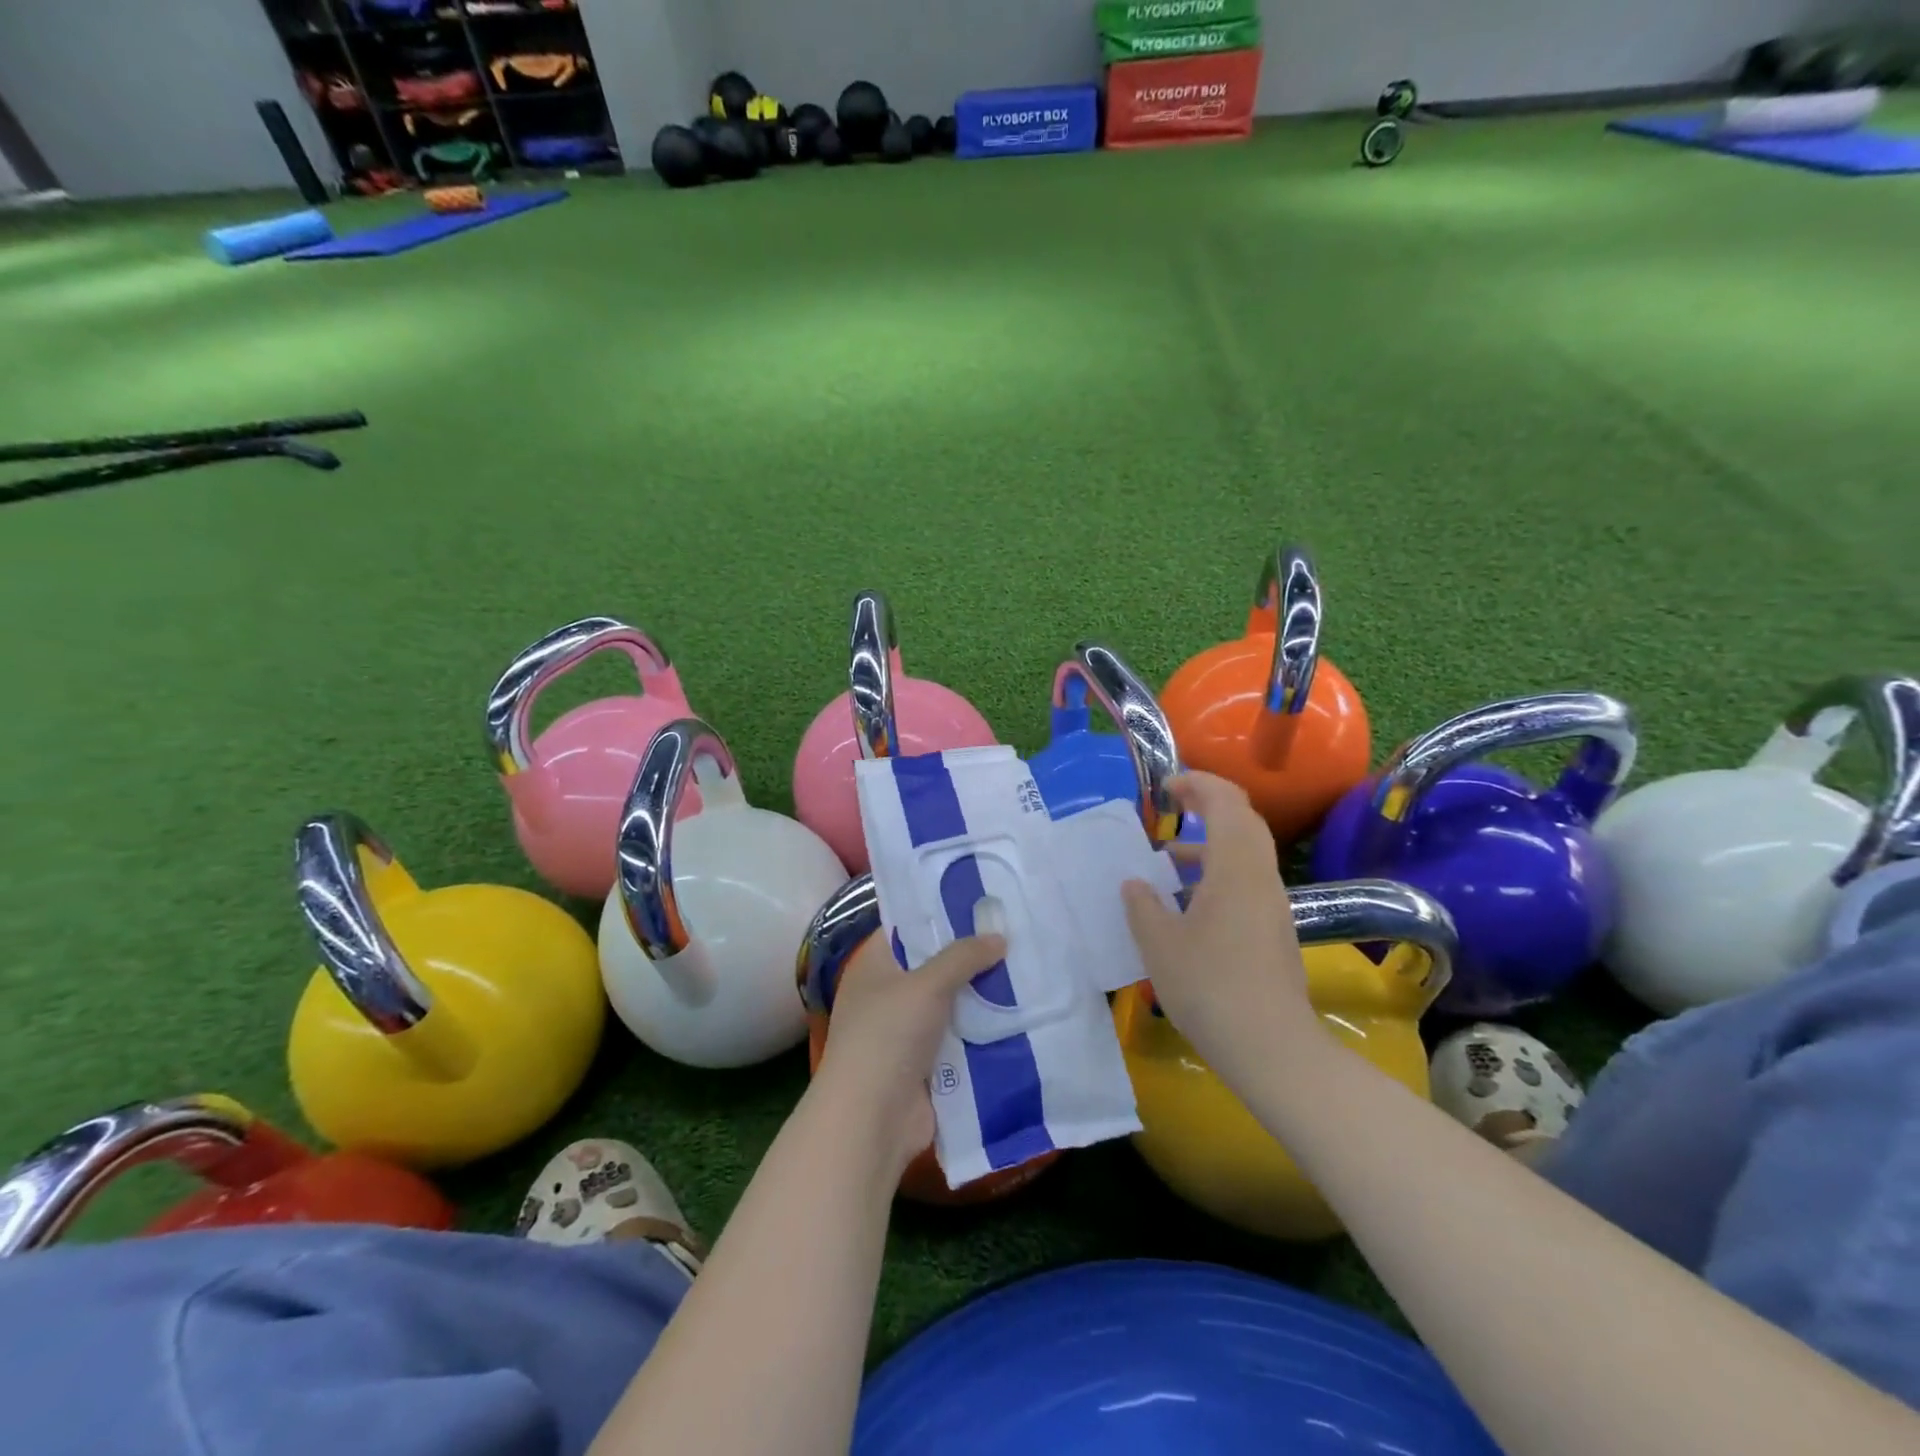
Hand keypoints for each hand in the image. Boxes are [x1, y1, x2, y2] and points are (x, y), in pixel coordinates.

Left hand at [811, 930, 1007, 1173]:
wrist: (872, 1121)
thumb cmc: (888, 1036)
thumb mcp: (926, 984)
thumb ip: (963, 957)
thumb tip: (999, 937)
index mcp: (874, 966)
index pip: (907, 927)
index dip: (939, 913)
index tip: (979, 901)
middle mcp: (889, 994)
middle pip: (935, 965)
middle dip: (971, 954)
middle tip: (1014, 932)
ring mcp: (908, 1032)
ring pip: (953, 1003)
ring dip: (983, 993)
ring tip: (1028, 966)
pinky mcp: (928, 1064)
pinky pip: (962, 1037)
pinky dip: (985, 1029)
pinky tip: (1022, 1012)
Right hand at [1122, 773, 1320, 1081]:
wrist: (1271, 1047)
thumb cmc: (1209, 987)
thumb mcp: (1159, 944)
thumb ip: (1142, 905)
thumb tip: (1135, 883)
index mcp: (1235, 868)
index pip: (1226, 802)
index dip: (1198, 784)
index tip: (1166, 788)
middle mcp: (1260, 876)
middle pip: (1243, 821)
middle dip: (1207, 805)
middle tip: (1172, 806)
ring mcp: (1271, 904)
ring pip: (1245, 853)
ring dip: (1210, 843)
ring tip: (1167, 859)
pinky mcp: (1273, 929)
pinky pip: (1245, 880)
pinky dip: (1217, 873)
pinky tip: (1186, 904)